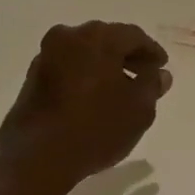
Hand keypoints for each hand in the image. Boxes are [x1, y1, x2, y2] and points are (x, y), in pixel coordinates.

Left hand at [0, 22, 171, 190]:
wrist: (36, 158)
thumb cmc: (95, 127)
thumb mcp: (139, 109)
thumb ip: (152, 85)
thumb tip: (159, 73)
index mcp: (97, 37)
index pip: (133, 36)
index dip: (151, 52)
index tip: (162, 68)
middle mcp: (69, 36)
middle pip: (107, 41)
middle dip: (127, 57)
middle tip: (144, 76)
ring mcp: (46, 56)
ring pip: (85, 54)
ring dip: (105, 68)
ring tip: (121, 92)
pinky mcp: (33, 78)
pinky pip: (69, 69)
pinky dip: (85, 77)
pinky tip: (95, 99)